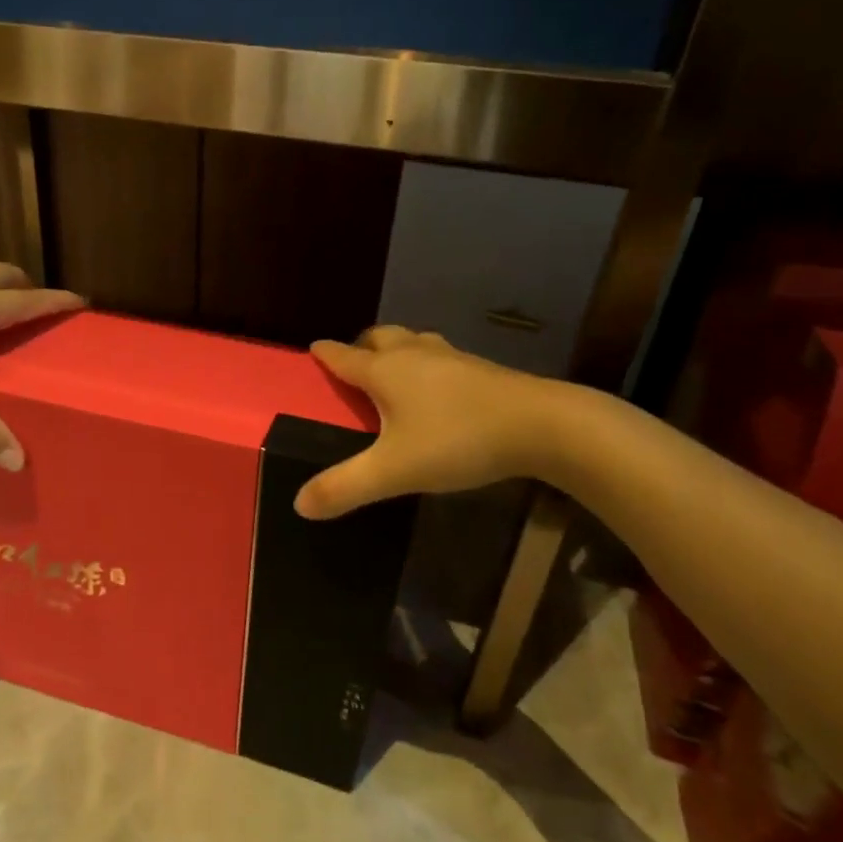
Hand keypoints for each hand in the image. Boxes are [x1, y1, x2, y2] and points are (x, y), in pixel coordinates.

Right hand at [295, 326, 559, 518]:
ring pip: (414, 342)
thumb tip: (299, 504)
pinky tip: (438, 390)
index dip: (325, 354)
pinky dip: (427, 365)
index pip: (344, 356)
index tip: (312, 351)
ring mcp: (453, 358)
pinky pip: (441, 357)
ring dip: (397, 350)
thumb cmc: (457, 440)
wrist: (543, 426)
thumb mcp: (393, 471)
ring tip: (393, 374)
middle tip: (354, 365)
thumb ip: (344, 488)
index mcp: (386, 371)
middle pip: (380, 337)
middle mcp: (415, 354)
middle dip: (362, 346)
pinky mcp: (482, 370)